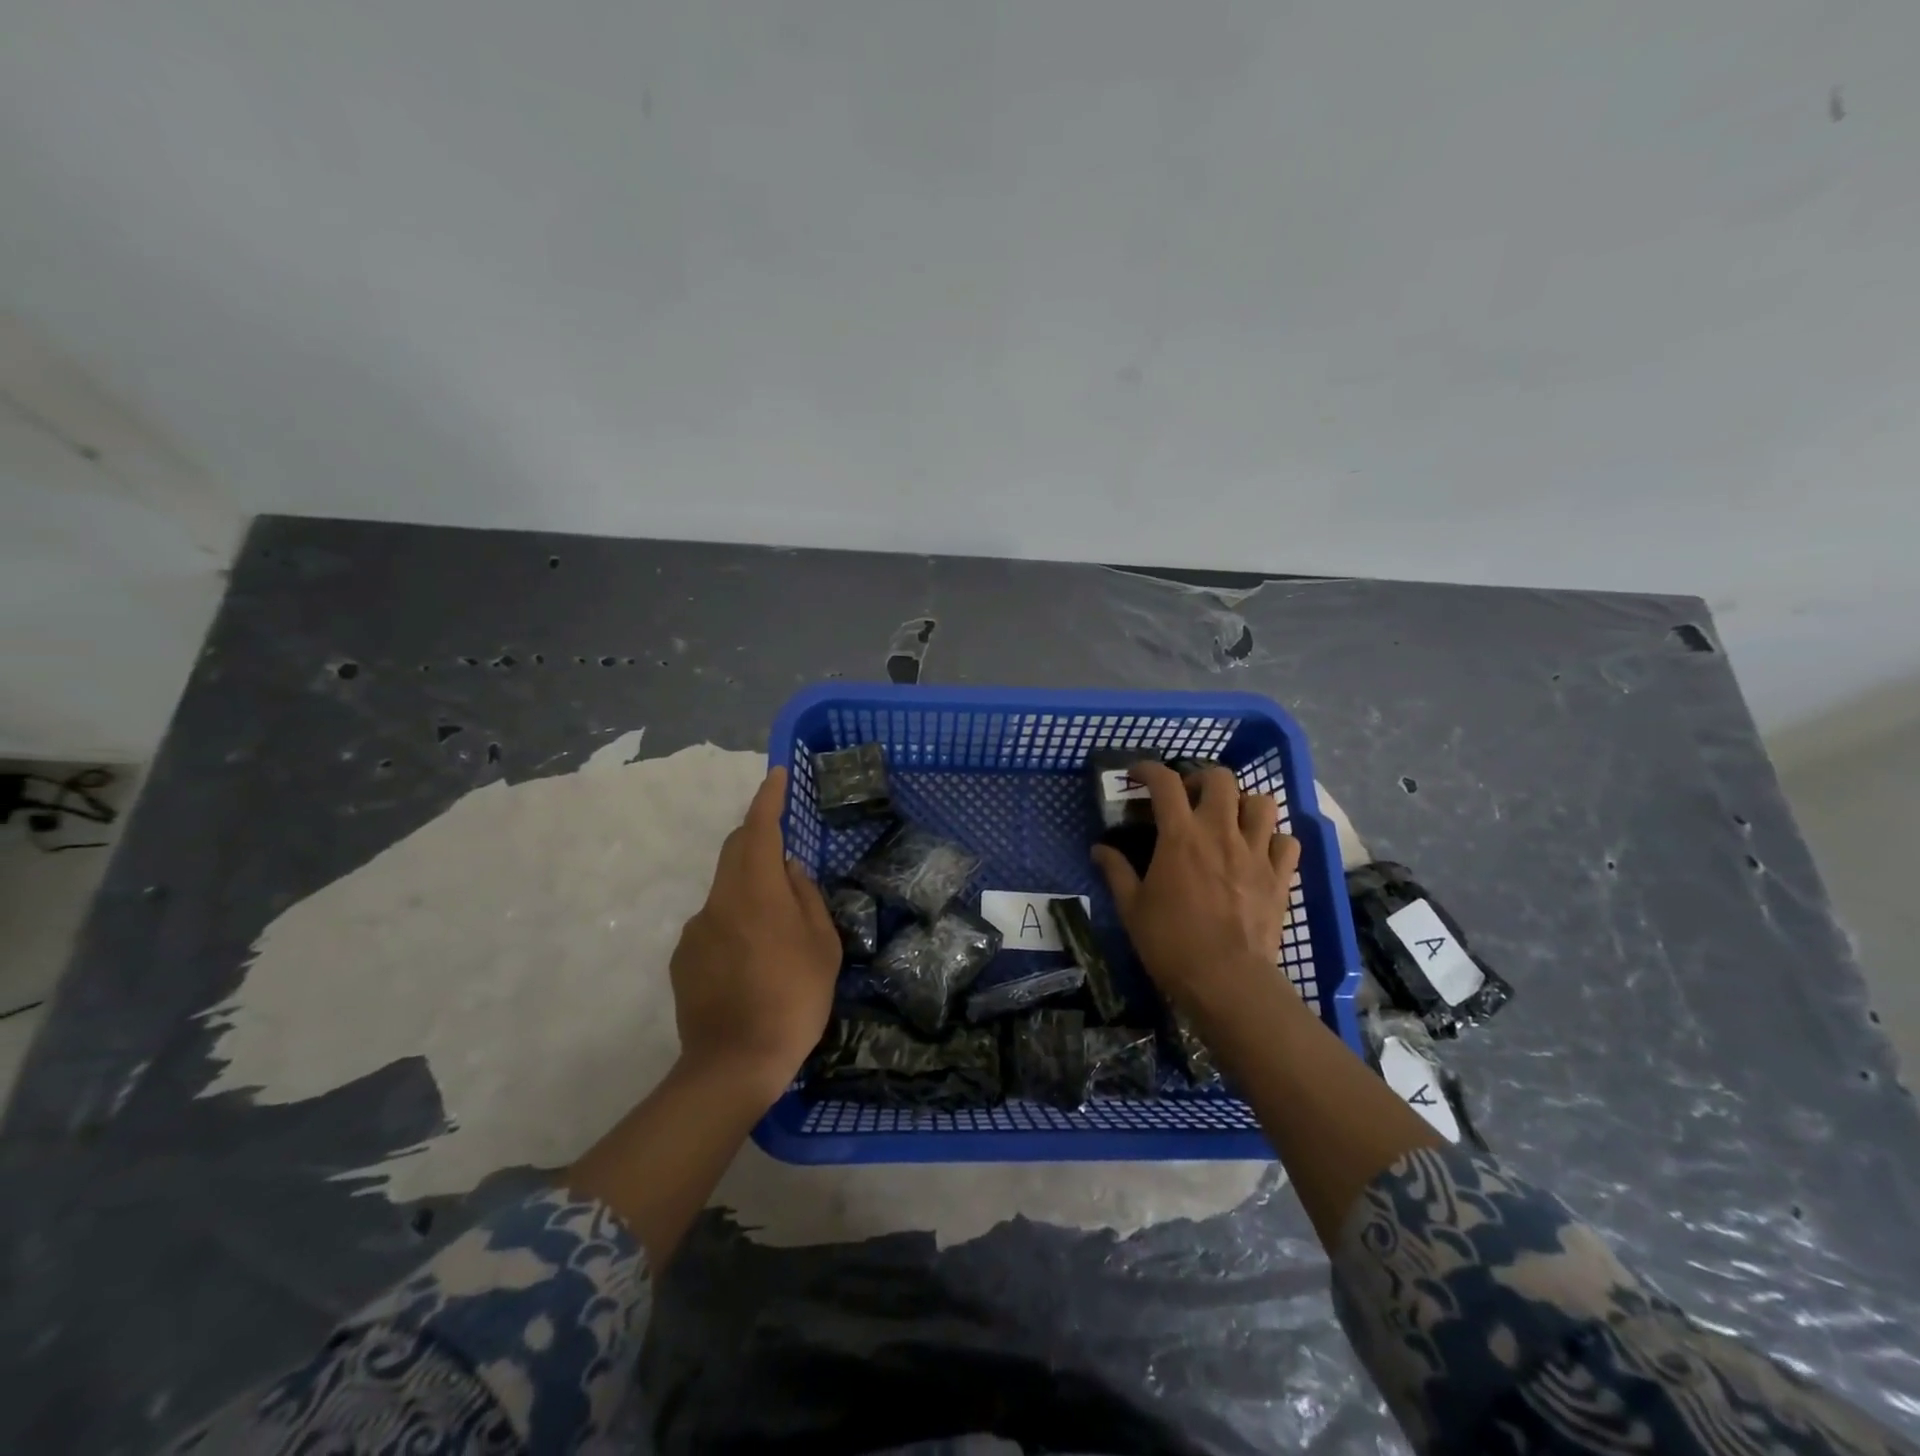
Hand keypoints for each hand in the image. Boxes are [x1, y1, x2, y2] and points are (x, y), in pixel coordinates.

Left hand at [669, 766, 839, 1100]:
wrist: (734, 1064)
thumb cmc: (794, 1001)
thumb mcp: (823, 947)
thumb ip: (806, 898)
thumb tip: (789, 868)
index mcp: (758, 892)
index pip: (760, 828)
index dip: (769, 798)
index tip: (777, 775)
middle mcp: (720, 900)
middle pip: (735, 850)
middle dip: (757, 835)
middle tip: (783, 842)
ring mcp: (696, 929)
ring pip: (725, 888)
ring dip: (749, 887)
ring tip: (775, 927)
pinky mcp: (683, 957)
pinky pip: (713, 922)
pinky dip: (734, 922)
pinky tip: (751, 960)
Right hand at [1091, 761, 1302, 1035]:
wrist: (1226, 980)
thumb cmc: (1170, 943)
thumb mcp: (1132, 908)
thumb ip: (1116, 871)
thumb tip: (1099, 849)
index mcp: (1180, 836)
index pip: (1165, 782)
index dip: (1148, 769)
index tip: (1137, 775)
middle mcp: (1220, 832)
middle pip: (1220, 778)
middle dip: (1201, 780)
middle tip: (1188, 799)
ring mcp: (1255, 852)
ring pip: (1262, 802)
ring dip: (1243, 804)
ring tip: (1228, 820)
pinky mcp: (1280, 876)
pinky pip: (1286, 840)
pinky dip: (1273, 839)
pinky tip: (1259, 851)